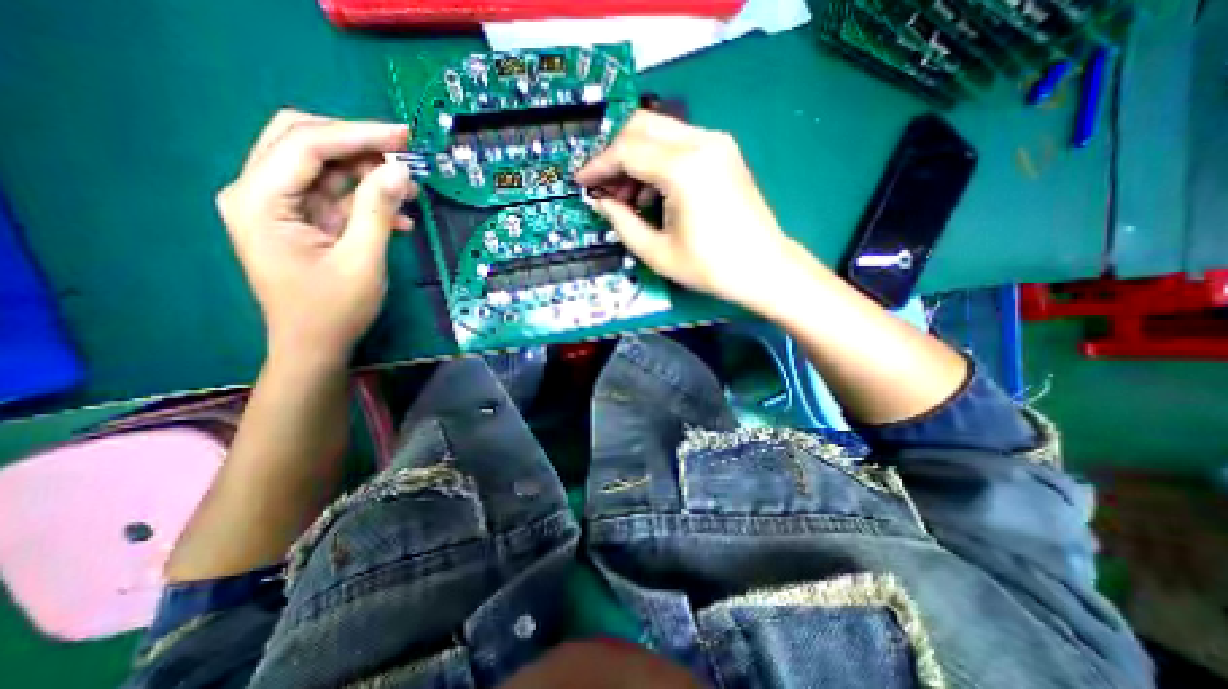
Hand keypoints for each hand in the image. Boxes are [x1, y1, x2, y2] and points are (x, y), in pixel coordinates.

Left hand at [216, 107, 415, 365]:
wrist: (314, 347)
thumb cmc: (334, 310)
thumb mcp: (362, 260)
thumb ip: (378, 211)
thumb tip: (400, 170)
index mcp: (260, 201)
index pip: (305, 145)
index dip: (357, 135)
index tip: (403, 135)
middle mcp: (259, 194)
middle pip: (303, 143)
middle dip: (357, 144)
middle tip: (403, 151)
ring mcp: (280, 208)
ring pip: (323, 169)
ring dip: (367, 174)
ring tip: (410, 188)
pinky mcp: (301, 222)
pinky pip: (335, 197)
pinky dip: (367, 201)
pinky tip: (400, 218)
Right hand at [576, 110, 797, 308]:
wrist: (764, 268)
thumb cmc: (711, 268)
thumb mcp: (657, 253)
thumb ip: (622, 223)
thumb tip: (599, 202)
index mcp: (684, 169)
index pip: (626, 150)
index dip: (598, 166)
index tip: (581, 183)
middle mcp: (701, 142)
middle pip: (641, 126)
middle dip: (615, 155)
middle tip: (605, 190)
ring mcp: (717, 143)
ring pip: (659, 131)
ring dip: (635, 158)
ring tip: (628, 199)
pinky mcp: (724, 151)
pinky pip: (678, 143)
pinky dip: (657, 161)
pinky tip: (653, 193)